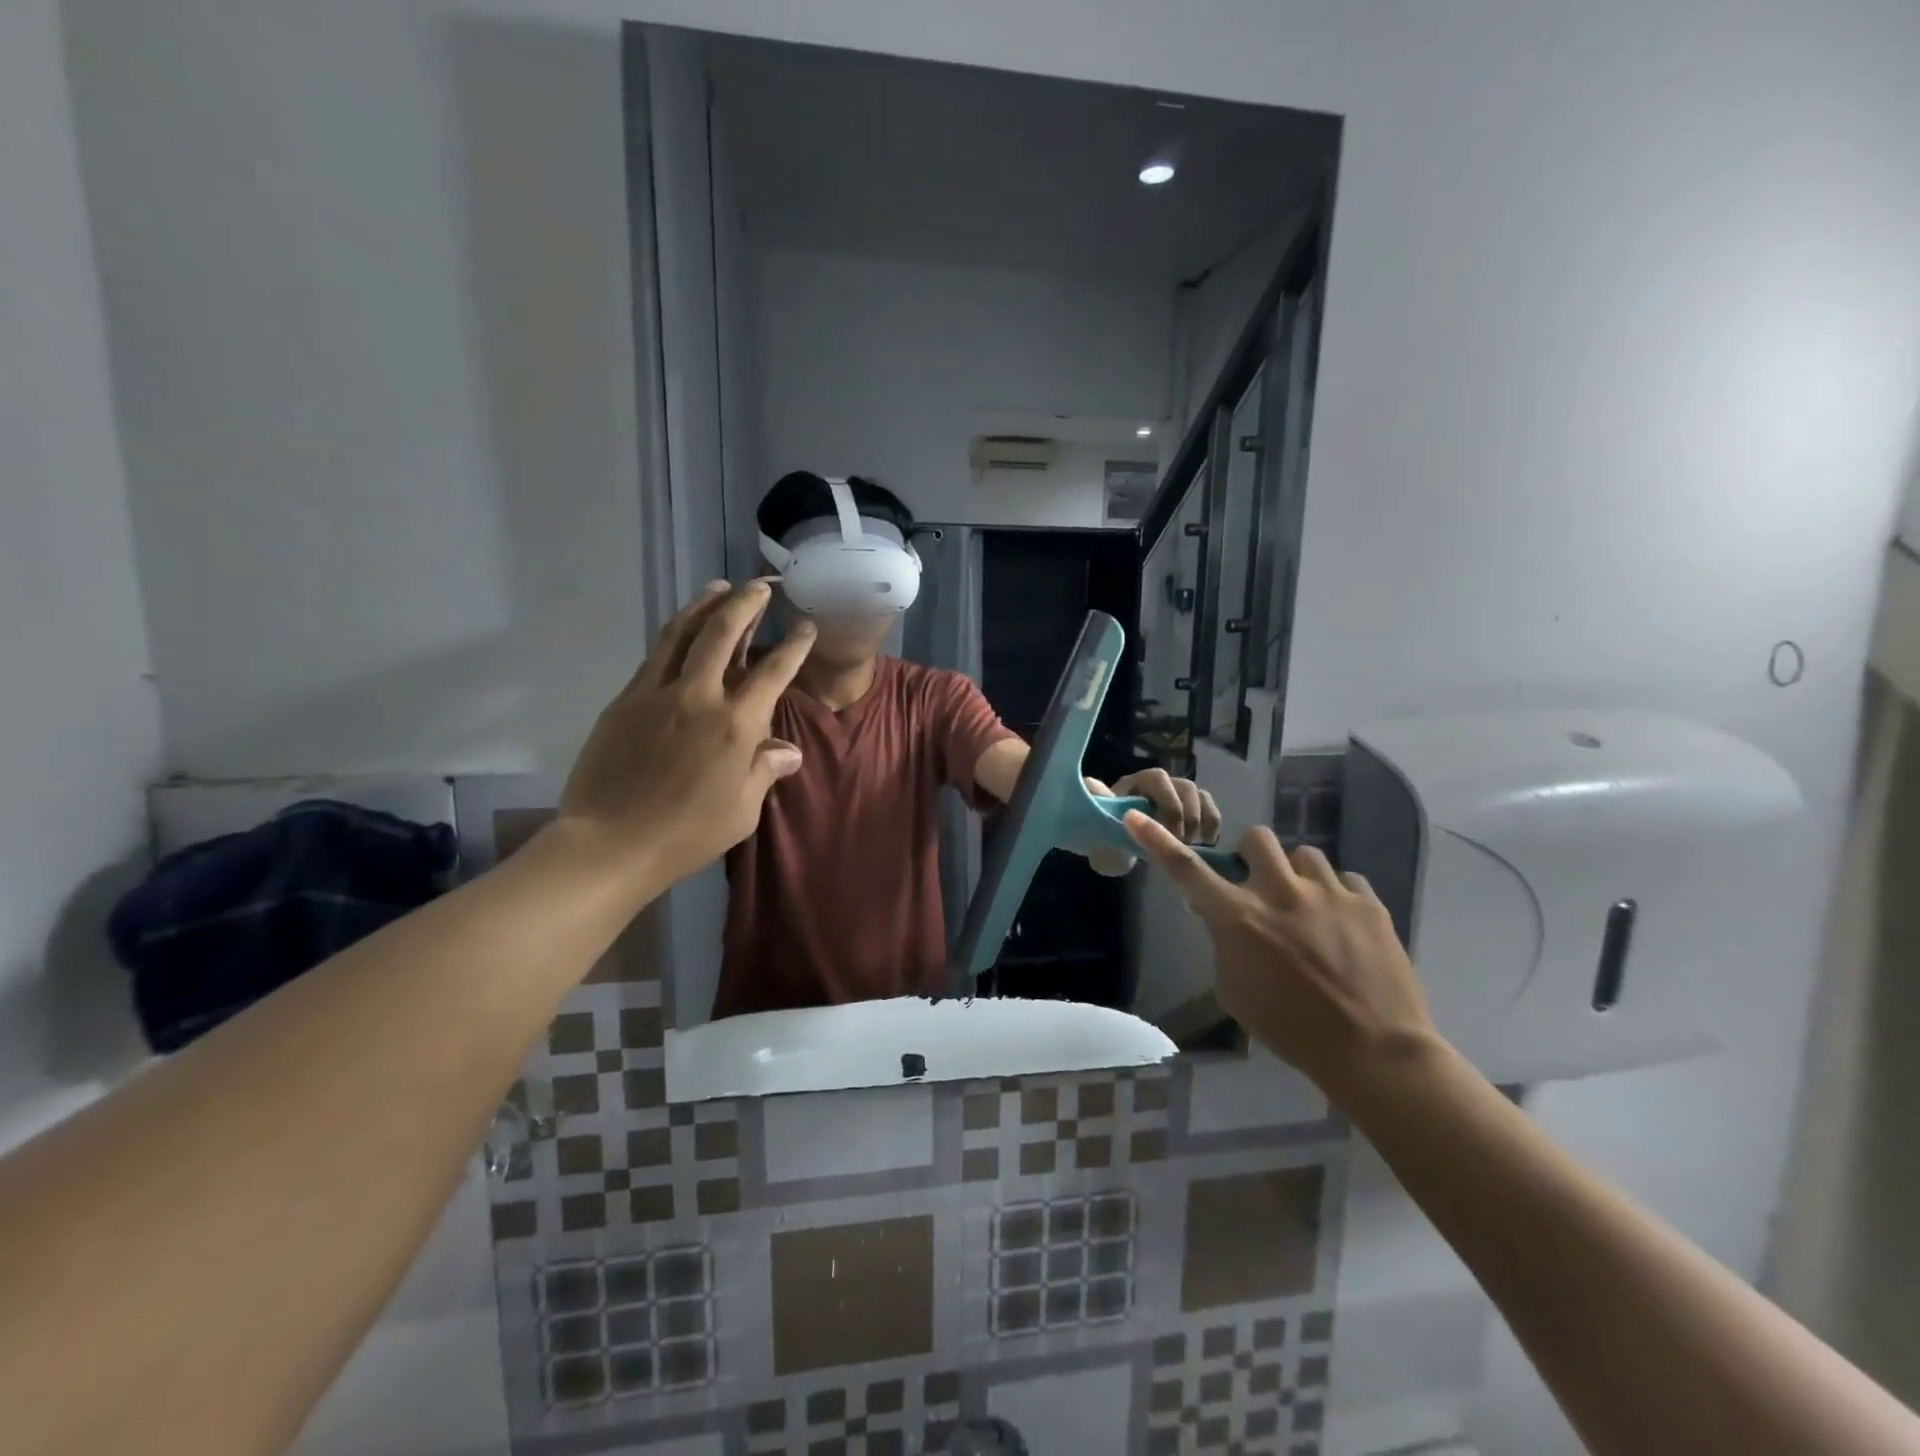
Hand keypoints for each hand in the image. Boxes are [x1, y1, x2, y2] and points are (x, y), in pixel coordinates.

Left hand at [557, 580, 814, 892]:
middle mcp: (698, 697)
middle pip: (722, 634)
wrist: (610, 843)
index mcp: (735, 725)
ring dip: (703, 605)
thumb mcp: (742, 810)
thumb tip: (788, 751)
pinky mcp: (624, 701)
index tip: (806, 627)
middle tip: (759, 587)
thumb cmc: (687, 834)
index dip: (793, 646)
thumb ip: (764, 771)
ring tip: (718, 587)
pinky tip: (681, 632)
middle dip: (745, 604)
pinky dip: (674, 635)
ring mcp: (655, 694)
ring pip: (681, 633)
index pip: (773, 673)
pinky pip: (654, 656)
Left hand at [1082, 769, 1220, 876]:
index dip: (1167, 801)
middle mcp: (1156, 785)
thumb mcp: (1098, 835)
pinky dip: (1212, 822)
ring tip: (1190, 846)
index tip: (1166, 831)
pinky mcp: (1189, 810)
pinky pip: (1208, 806)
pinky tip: (1207, 843)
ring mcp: (1174, 795)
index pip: (1157, 778)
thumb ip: (1097, 817)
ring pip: (1198, 794)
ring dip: (1198, 819)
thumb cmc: (1104, 841)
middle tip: (1179, 844)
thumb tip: (1093, 786)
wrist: (1114, 853)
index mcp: (1132, 785)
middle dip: (1184, 816)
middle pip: (1183, 786)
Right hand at [1123, 815, 1436, 1094]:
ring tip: (1308, 909)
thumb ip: (1222, 943)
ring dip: (1297, 876)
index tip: (1136, 817)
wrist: (1374, 1052)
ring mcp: (1328, 893)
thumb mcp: (1234, 991)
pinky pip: (1345, 880)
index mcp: (1240, 918)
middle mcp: (1280, 893)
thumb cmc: (1289, 1029)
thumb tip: (1215, 913)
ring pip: (1304, 855)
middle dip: (1252, 856)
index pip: (1187, 870)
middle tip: (1260, 886)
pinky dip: (1336, 896)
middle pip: (1256, 838)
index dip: (1158, 841)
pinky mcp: (1368, 903)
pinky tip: (1342, 925)